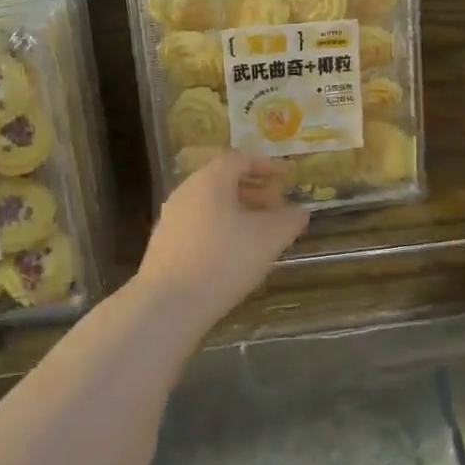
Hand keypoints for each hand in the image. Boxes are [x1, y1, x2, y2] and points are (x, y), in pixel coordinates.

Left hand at [133, 151, 308, 329]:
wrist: (169, 304)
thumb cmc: (224, 259)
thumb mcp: (269, 238)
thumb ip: (289, 220)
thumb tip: (300, 211)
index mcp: (210, 181)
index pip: (238, 159)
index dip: (263, 165)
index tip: (283, 177)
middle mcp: (186, 192)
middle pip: (222, 181)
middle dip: (252, 190)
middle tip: (275, 206)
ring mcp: (171, 219)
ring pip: (209, 205)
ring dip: (236, 212)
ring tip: (258, 233)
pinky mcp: (164, 246)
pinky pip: (198, 226)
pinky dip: (220, 230)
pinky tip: (233, 255)